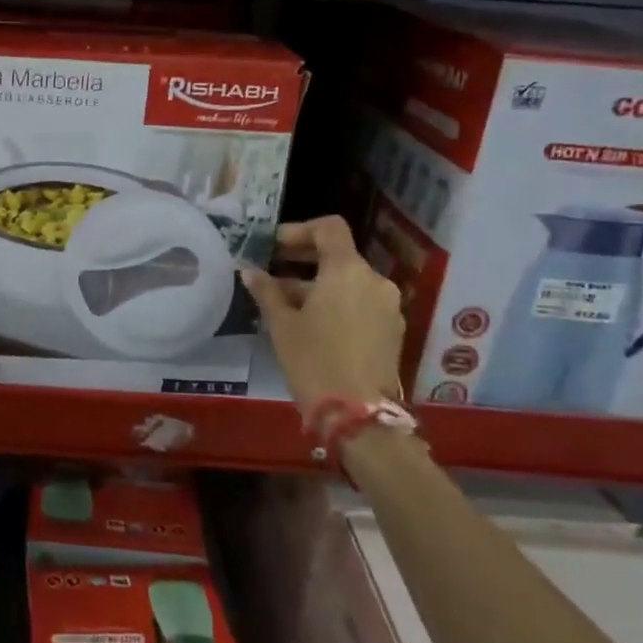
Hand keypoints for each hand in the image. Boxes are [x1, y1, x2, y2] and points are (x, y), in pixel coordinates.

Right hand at [242, 217, 404, 415]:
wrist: (359, 414)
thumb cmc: (314, 360)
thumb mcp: (282, 324)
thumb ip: (267, 291)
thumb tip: (250, 271)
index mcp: (347, 270)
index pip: (329, 228)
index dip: (299, 230)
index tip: (273, 247)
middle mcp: (374, 281)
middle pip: (339, 255)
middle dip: (304, 260)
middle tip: (273, 271)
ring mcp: (388, 306)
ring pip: (349, 282)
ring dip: (318, 285)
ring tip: (286, 304)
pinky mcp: (392, 330)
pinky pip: (360, 303)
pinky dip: (336, 303)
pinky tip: (312, 324)